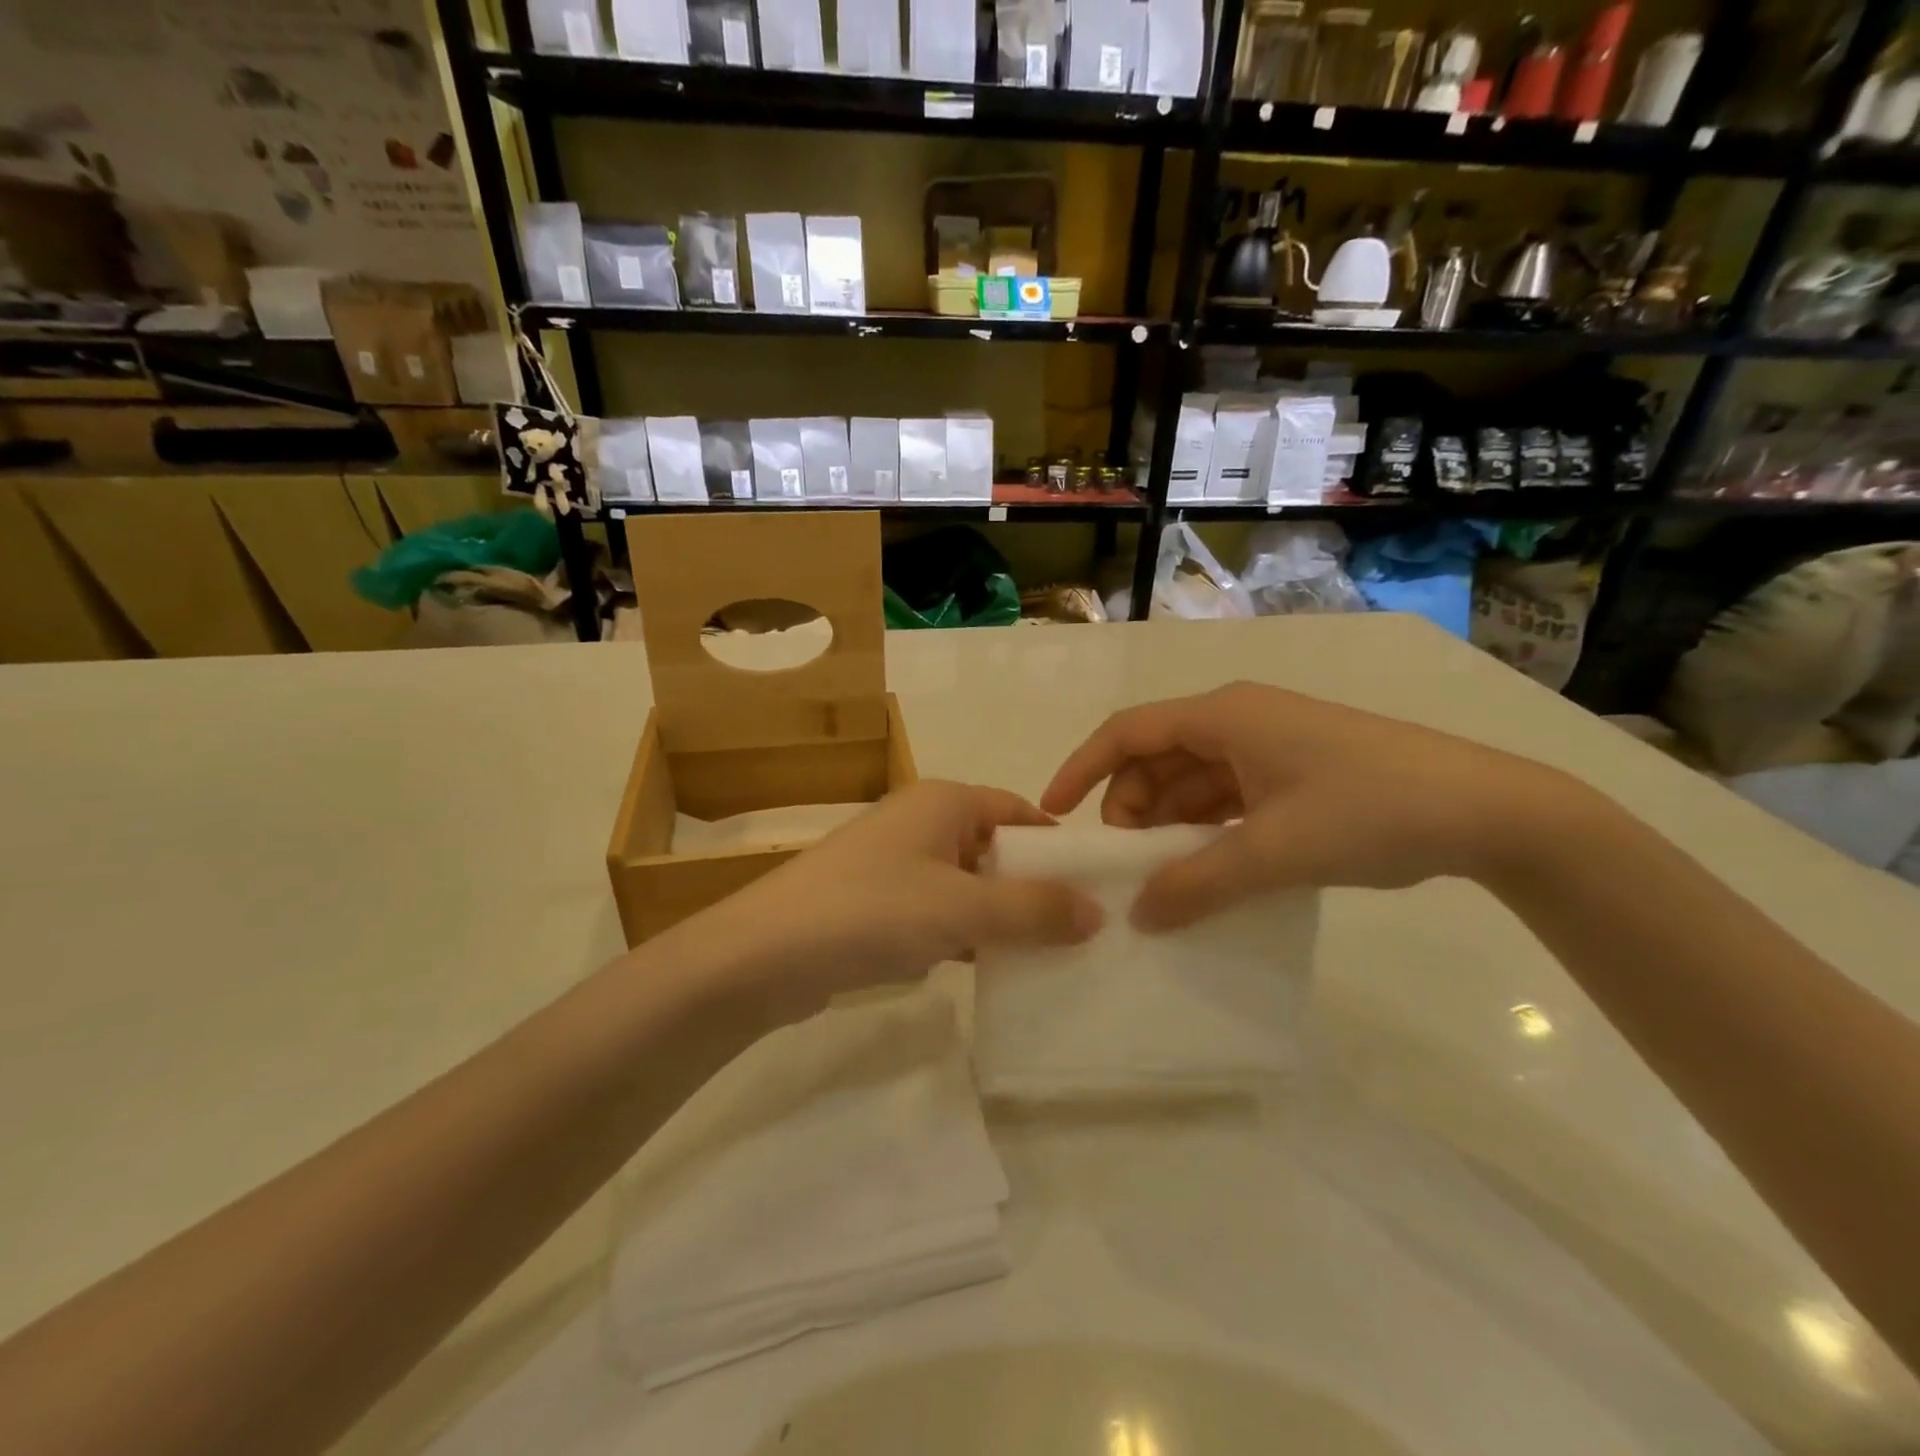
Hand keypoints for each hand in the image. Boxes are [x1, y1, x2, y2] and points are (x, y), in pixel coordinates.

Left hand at [662, 781, 1103, 1020]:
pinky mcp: (877, 905)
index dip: (1058, 847)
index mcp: (944, 801)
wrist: (762, 955)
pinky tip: (989, 969)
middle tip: (1082, 932)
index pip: (1020, 811)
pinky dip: (965, 935)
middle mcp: (921, 822)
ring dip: (1001, 916)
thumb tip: (1098, 912)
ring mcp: (895, 864)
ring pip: (968, 885)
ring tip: (1049, 956)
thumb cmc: (870, 910)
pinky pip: (939, 913)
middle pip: (996, 848)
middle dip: (1034, 888)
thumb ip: (1032, 909)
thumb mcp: (962, 907)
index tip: (1096, 888)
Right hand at [1042, 682, 1576, 930]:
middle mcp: (1239, 718)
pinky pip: (1227, 792)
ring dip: (1169, 819)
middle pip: (1157, 755)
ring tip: (1163, 872)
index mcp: (1224, 716)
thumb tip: (1138, 916)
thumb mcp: (1274, 852)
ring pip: (1192, 776)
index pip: (1128, 731)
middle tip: (1124, 861)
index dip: (1083, 767)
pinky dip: (1207, 825)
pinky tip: (1207, 863)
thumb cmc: (1370, 810)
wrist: (1489, 811)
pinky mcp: (1294, 768)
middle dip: (1130, 804)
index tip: (1054, 810)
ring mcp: (1269, 743)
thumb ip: (1197, 884)